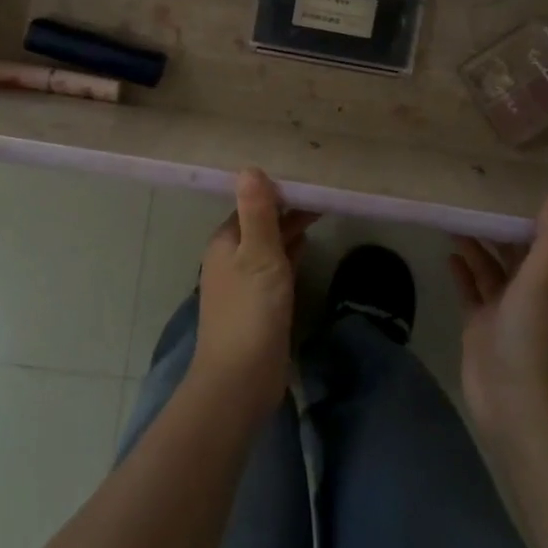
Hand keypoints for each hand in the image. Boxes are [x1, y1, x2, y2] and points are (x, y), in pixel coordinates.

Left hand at [189, 169, 318, 419]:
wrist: (240, 380)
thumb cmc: (250, 311)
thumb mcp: (258, 254)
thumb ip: (257, 212)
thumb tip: (249, 167)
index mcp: (225, 240)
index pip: (251, 203)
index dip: (277, 189)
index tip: (306, 175)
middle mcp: (231, 257)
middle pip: (260, 222)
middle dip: (286, 207)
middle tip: (321, 189)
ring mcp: (244, 282)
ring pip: (269, 244)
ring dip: (290, 228)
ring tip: (321, 208)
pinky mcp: (259, 304)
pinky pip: (276, 267)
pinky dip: (291, 252)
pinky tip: (307, 244)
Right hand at [449, 193, 547, 448]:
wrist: (515, 401)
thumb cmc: (530, 335)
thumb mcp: (543, 282)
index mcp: (545, 280)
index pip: (537, 240)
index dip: (525, 216)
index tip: (507, 187)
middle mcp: (525, 292)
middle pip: (510, 253)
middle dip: (495, 229)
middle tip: (471, 198)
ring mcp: (500, 311)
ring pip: (487, 270)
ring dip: (475, 247)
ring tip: (455, 221)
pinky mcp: (478, 327)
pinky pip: (469, 292)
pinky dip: (462, 273)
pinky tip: (449, 255)